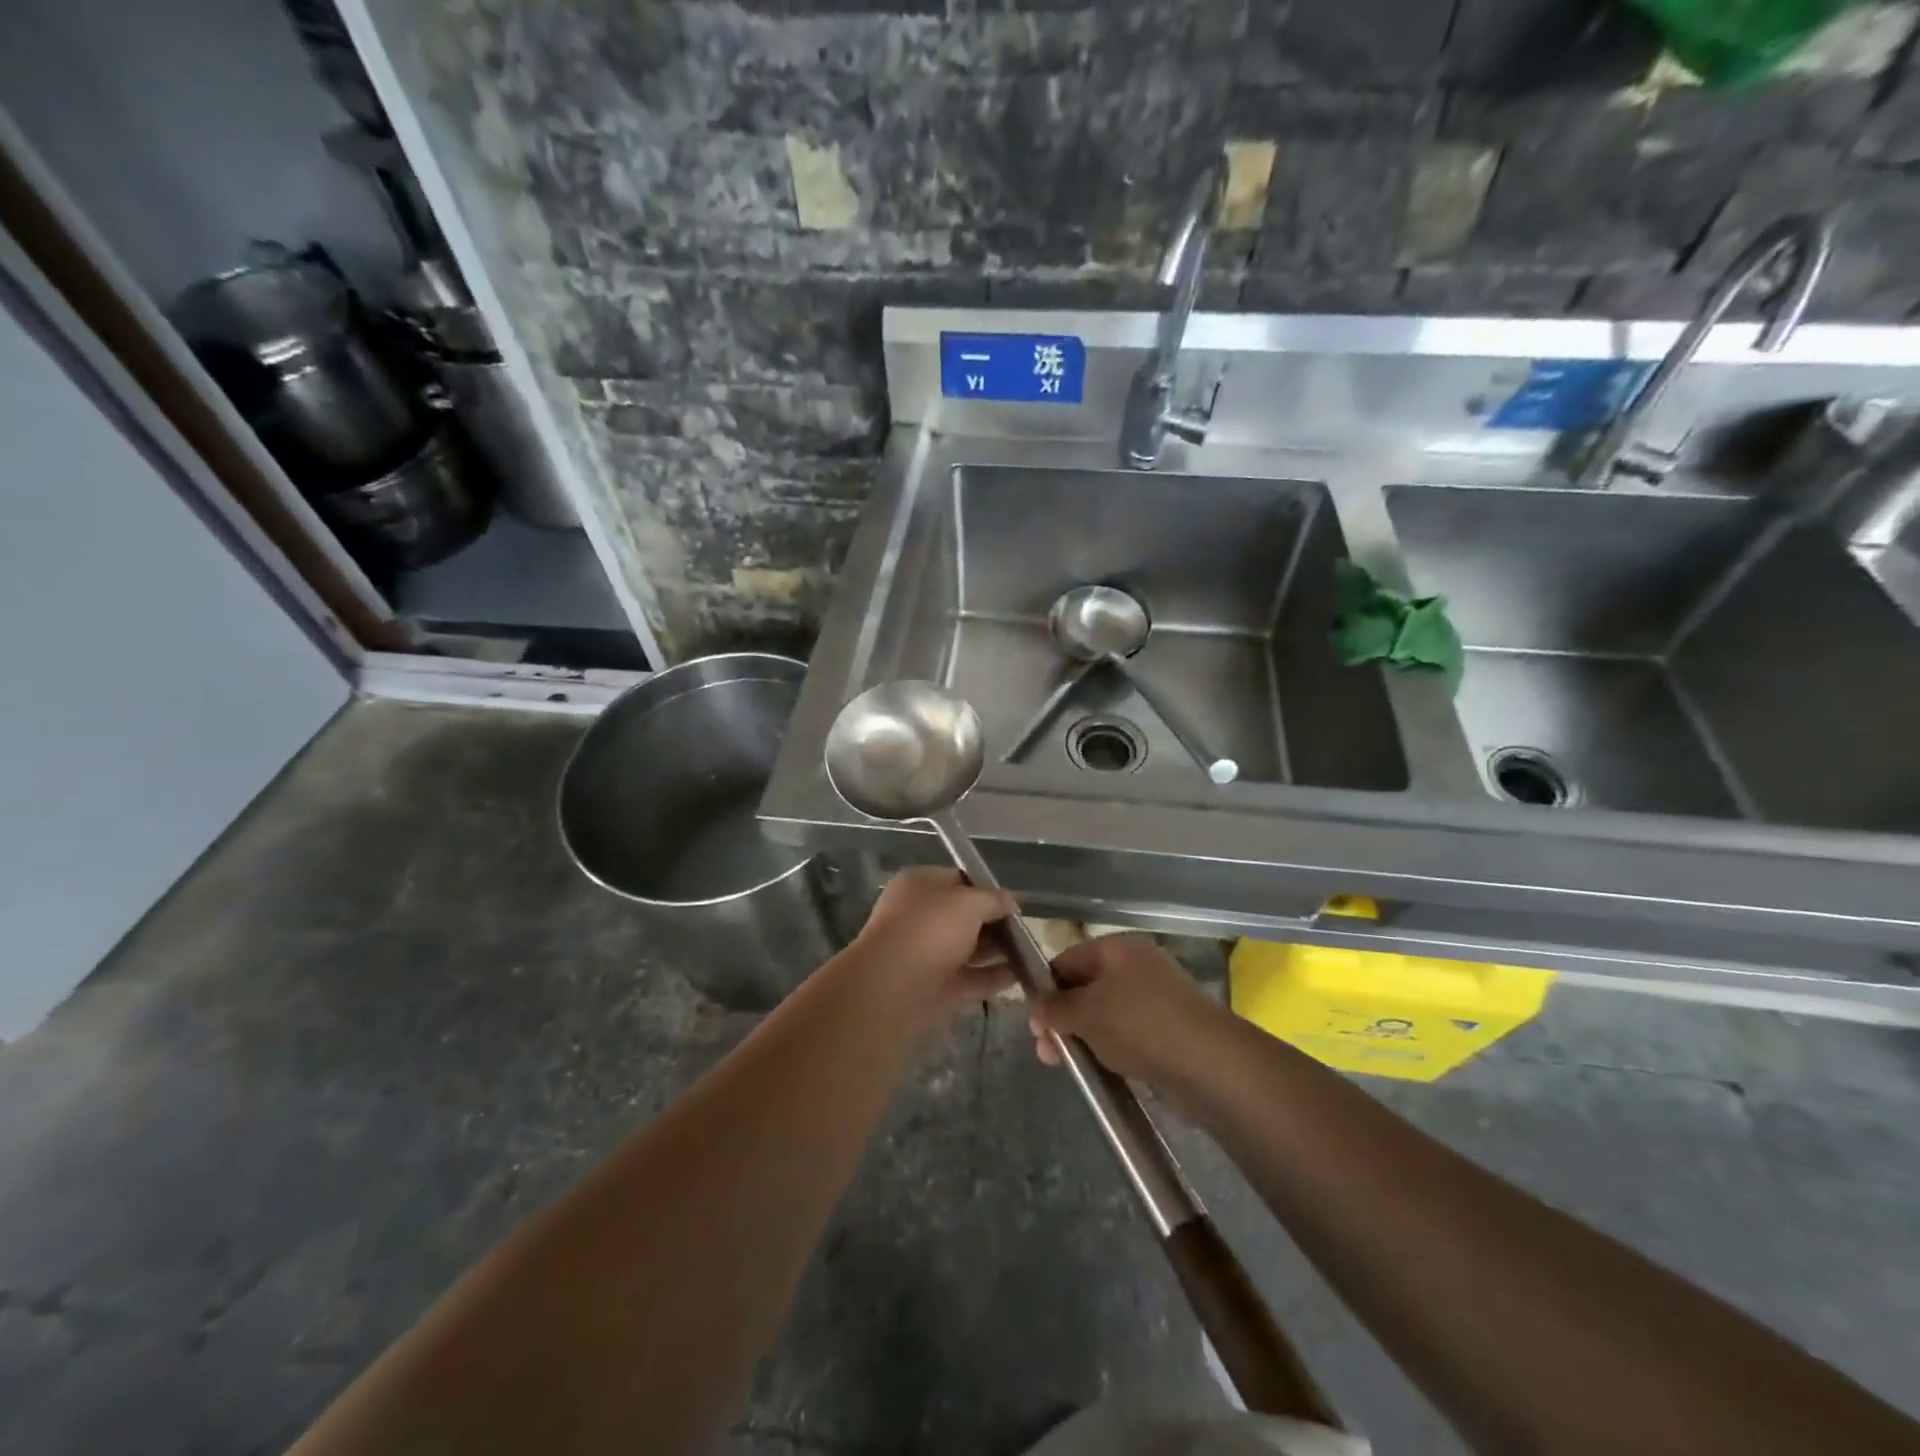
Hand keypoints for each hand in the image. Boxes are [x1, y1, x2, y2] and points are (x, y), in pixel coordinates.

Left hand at [845, 868, 1017, 1026]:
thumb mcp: (969, 903)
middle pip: (964, 916)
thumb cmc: (929, 930)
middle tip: (1027, 933)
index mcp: (920, 885)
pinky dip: (991, 977)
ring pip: (967, 948)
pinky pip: (968, 977)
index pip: (959, 880)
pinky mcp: (931, 986)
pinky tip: (1020, 978)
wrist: (891, 987)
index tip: (1016, 904)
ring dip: (997, 952)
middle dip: (995, 924)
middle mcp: (919, 915)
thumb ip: (994, 899)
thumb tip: (1011, 901)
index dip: (988, 890)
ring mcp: (924, 952)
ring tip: (1031, 956)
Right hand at [1027, 933, 1228, 1084]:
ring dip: (1084, 1036)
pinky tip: (1103, 1067)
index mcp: (1117, 948)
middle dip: (1063, 1018)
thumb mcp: (1087, 1012)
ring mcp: (1154, 997)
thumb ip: (1055, 1008)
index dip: (1045, 989)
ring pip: (1105, 1013)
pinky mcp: (1167, 1028)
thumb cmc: (1140, 1024)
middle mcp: (1136, 966)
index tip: (1033, 1023)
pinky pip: (1126, 1032)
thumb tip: (1034, 1008)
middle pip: (1085, 987)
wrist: (1209, 1062)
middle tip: (1047, 1053)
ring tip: (1071, 1065)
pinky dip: (1110, 1047)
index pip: (1066, 960)